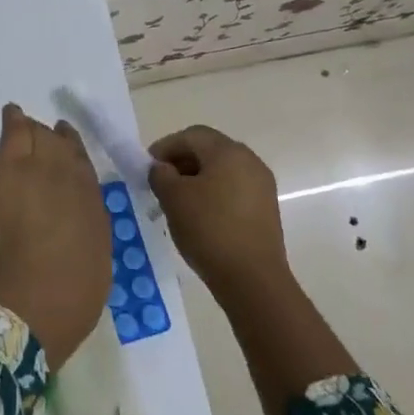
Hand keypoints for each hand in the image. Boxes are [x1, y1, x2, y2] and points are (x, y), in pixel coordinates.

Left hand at [0, 104, 111, 368]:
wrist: (39, 293)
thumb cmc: (72, 290)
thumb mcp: (94, 253)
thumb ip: (86, 225)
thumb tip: (77, 217)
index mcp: (94, 199)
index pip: (84, 166)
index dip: (74, 156)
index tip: (67, 151)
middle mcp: (73, 176)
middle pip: (62, 145)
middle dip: (52, 141)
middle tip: (42, 138)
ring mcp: (42, 166)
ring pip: (40, 134)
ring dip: (33, 132)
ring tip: (25, 127)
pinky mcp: (11, 167)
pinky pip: (14, 132)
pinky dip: (14, 120)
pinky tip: (11, 111)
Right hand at [148, 125, 290, 301]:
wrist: (252, 279)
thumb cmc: (209, 229)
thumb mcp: (173, 198)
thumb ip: (160, 174)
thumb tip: (162, 169)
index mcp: (228, 151)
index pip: (191, 135)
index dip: (165, 147)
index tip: (147, 167)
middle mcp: (250, 161)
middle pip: (208, 150)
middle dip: (180, 162)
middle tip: (159, 183)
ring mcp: (262, 185)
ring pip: (221, 171)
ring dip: (196, 179)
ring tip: (176, 202)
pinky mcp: (265, 208)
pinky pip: (233, 189)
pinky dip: (213, 194)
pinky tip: (199, 216)